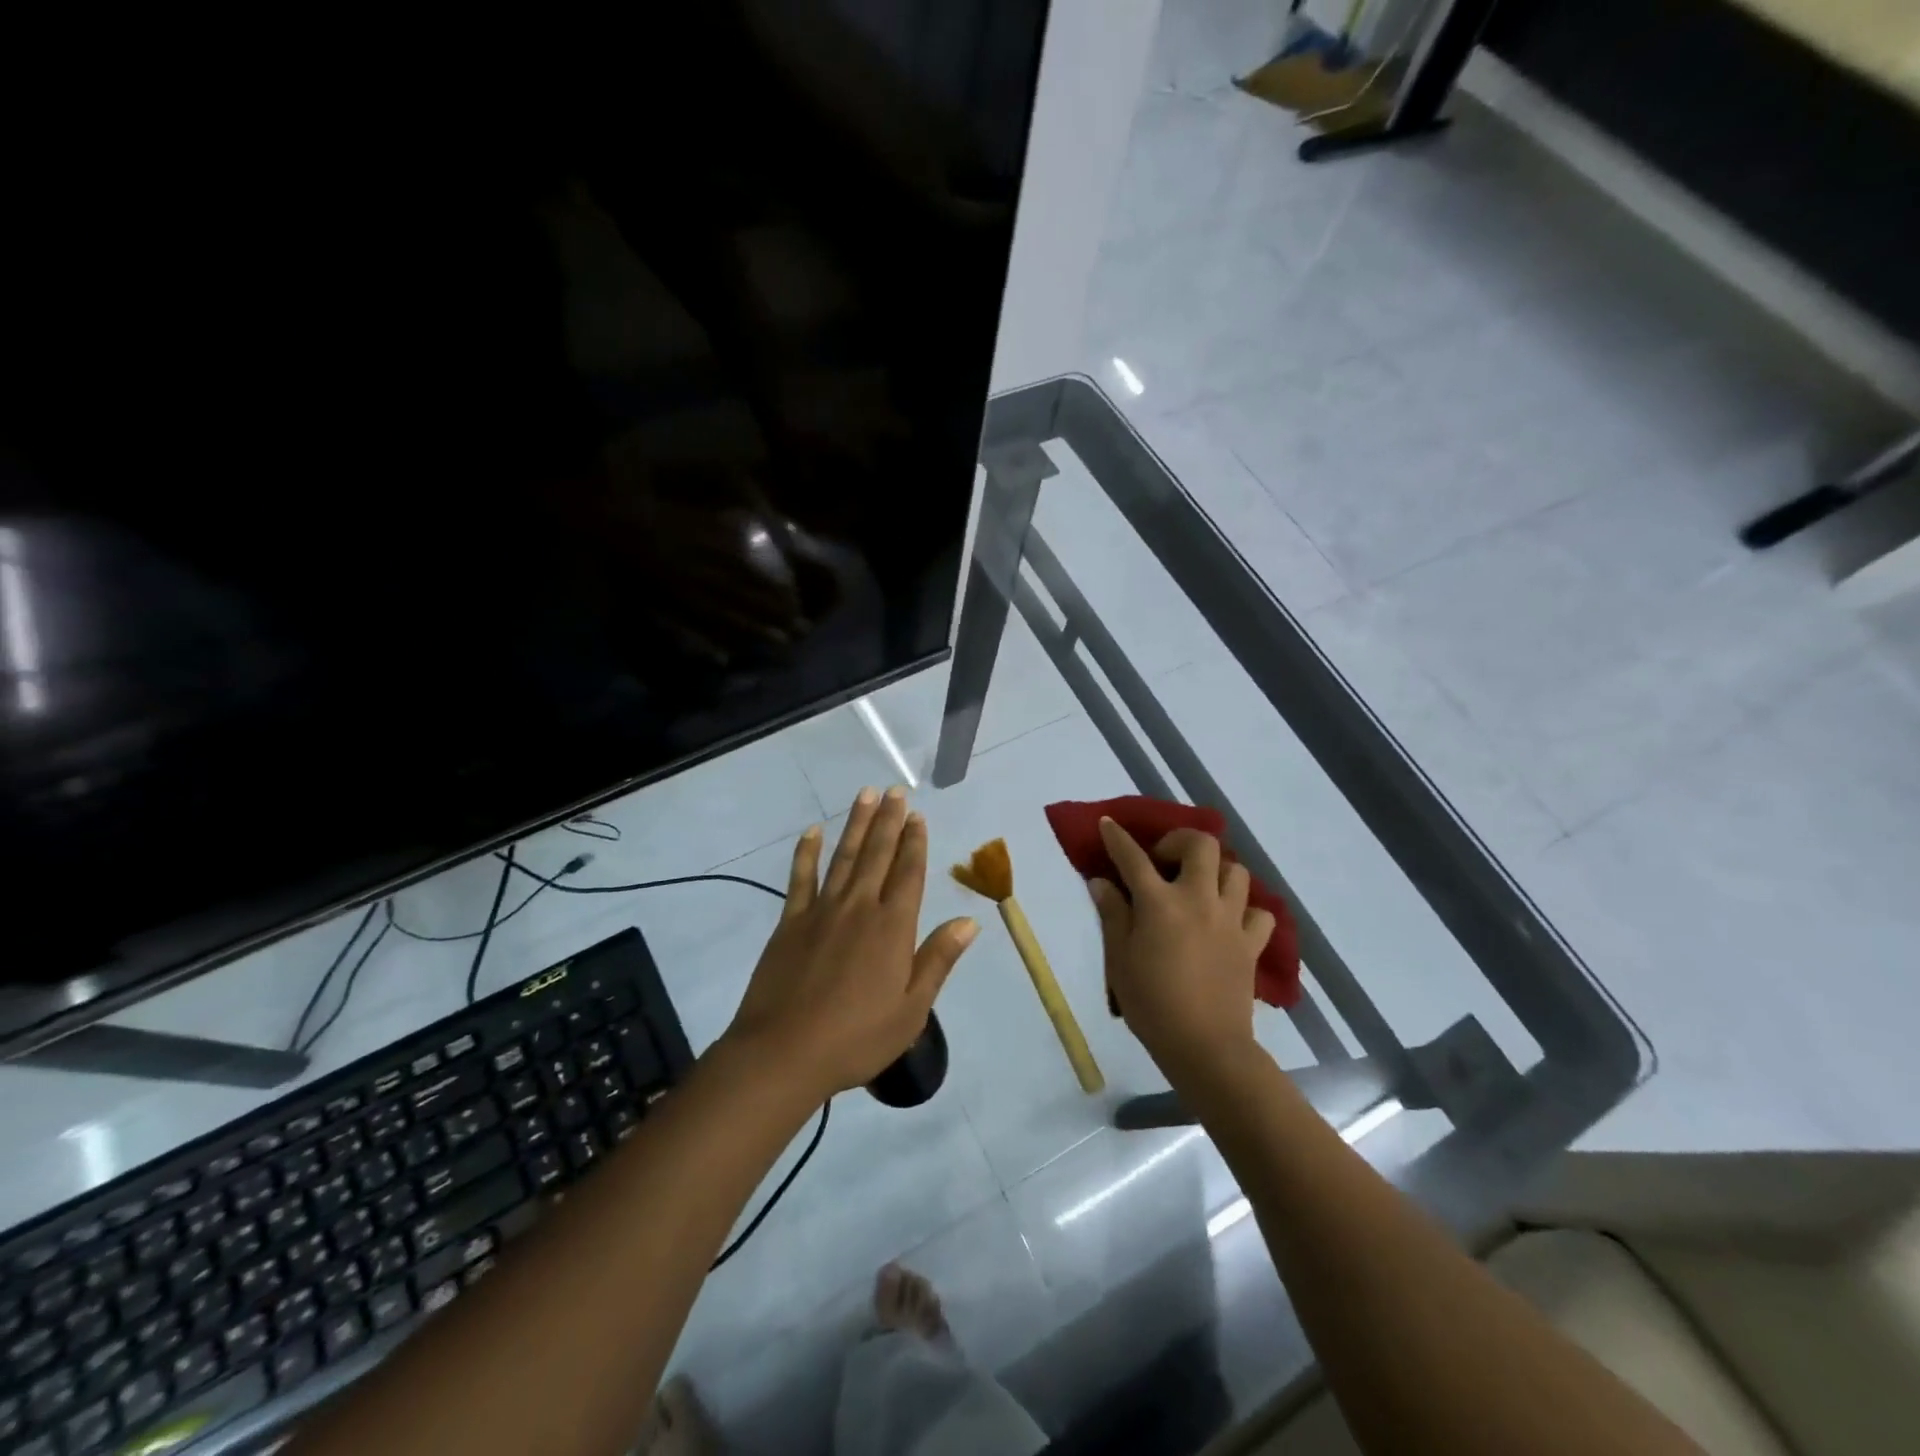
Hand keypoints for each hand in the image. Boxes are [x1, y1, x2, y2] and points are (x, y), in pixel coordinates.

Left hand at [724, 787, 978, 1101]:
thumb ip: (938, 960)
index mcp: (892, 927)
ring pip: (844, 856)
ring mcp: (822, 910)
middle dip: (889, 821)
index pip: (909, 873)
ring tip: (865, 796)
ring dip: (857, 825)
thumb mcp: (912, 1009)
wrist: (784, 1052)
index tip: (918, 815)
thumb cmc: (857, 1037)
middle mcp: (860, 907)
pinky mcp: (791, 922)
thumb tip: (969, 922)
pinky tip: (812, 831)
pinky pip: (800, 878)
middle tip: (895, 791)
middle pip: (878, 854)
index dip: (915, 842)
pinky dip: (807, 852)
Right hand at [1090, 819, 1275, 1084]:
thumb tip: (1101, 882)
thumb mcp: (1119, 959)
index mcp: (1159, 903)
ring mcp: (1230, 920)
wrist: (1205, 1046)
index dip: (1117, 838)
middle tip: (1164, 860)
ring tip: (1198, 887)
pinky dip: (1245, 909)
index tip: (1108, 824)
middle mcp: (1198, 899)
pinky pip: (1258, 913)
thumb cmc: (1151, 1003)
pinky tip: (1228, 921)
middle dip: (1180, 841)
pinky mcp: (1251, 943)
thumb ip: (1112, 914)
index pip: (1133, 857)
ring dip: (1215, 871)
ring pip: (1235, 871)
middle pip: (1201, 845)